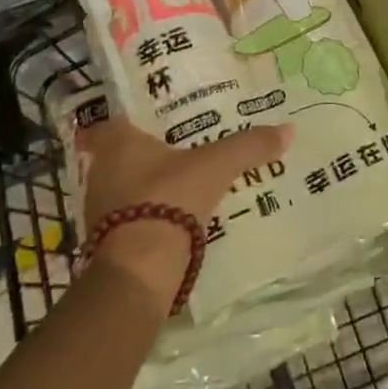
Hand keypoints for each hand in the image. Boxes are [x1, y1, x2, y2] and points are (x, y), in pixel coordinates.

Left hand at [75, 117, 292, 308]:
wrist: (139, 269)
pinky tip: (172, 218)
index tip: (155, 120)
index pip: (117, 121)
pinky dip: (146, 217)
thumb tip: (289, 129)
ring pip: (123, 188)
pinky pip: (128, 219)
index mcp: (118, 143)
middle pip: (121, 155)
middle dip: (145, 154)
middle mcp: (102, 171)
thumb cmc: (170, 198)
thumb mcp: (216, 166)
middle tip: (177, 149)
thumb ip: (249, 146)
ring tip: (180, 184)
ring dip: (145, 187)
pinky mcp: (105, 243)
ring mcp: (98, 210)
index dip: (134, 119)